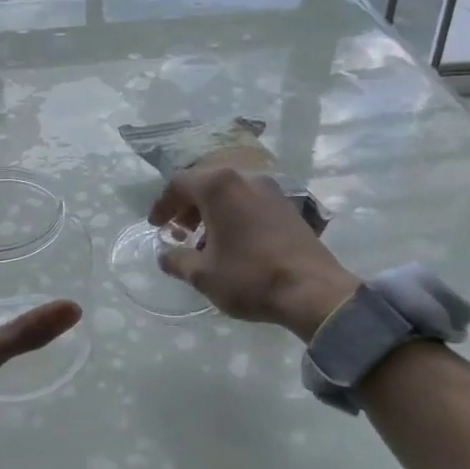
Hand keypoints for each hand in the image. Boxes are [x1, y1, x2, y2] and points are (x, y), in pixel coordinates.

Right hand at [149, 169, 358, 341]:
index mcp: (219, 187)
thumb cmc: (250, 277)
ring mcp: (270, 190)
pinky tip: (233, 242)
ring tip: (205, 241)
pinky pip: (249, 201)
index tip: (156, 225)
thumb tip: (165, 255)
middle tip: (179, 232)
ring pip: (229, 192)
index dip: (163, 204)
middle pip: (205, 183)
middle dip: (187, 206)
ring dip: (211, 211)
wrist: (313, 290)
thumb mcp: (203, 274)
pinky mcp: (287, 206)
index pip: (179, 183)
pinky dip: (233, 214)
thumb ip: (177, 260)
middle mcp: (245, 178)